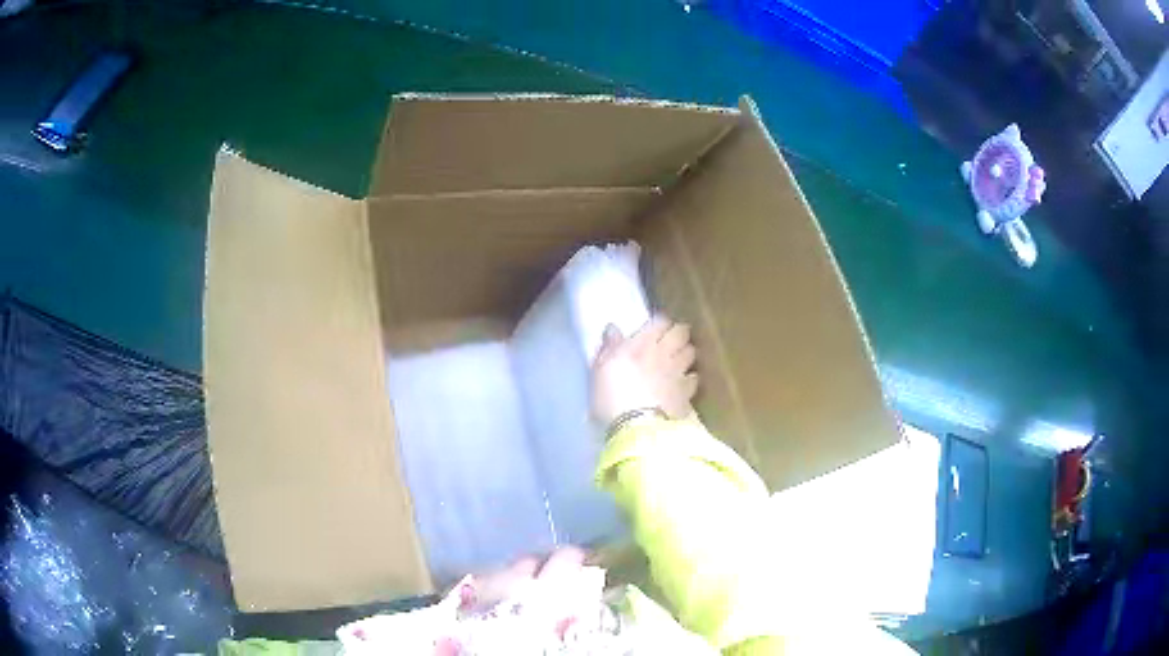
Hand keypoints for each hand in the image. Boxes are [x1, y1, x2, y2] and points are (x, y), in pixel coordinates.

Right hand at [591, 315, 697, 425]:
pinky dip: (690, 378)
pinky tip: (684, 383)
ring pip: (691, 352)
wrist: (636, 426)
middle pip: (681, 332)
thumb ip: (609, 347)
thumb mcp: (600, 370)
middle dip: (678, 333)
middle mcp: (665, 353)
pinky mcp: (687, 393)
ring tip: (679, 359)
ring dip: (686, 352)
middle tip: (671, 339)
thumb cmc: (612, 396)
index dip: (659, 323)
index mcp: (642, 343)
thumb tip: (613, 328)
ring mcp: (678, 373)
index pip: (660, 321)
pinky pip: (694, 378)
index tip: (655, 328)